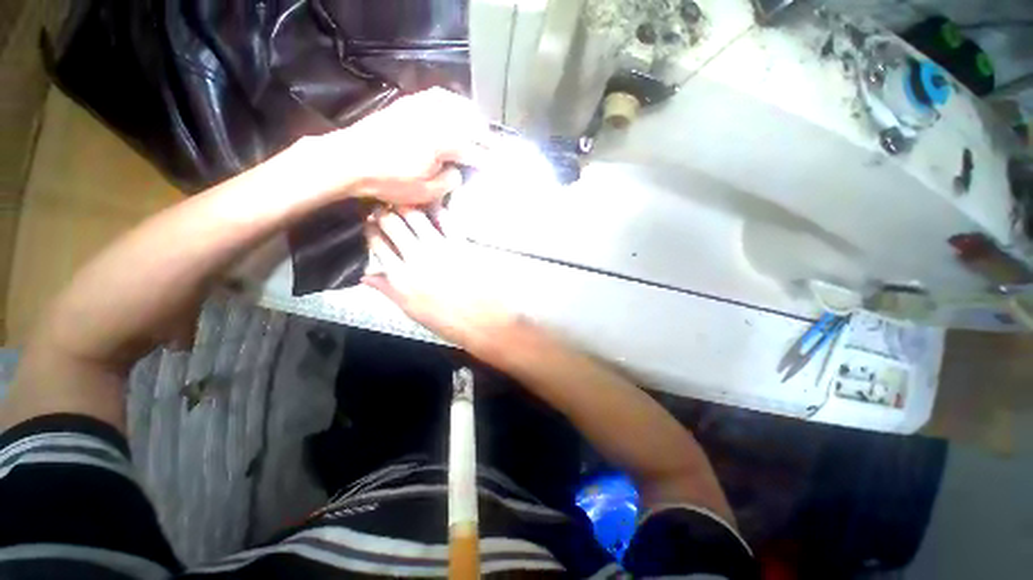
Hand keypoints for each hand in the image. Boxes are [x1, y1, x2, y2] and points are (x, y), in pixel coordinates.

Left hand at [303, 88, 489, 205]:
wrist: (350, 159)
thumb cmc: (390, 180)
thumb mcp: (426, 192)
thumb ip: (449, 181)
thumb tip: (457, 171)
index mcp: (442, 142)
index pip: (473, 149)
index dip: (487, 158)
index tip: (497, 165)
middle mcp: (435, 118)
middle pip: (469, 120)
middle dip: (483, 133)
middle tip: (491, 145)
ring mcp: (420, 107)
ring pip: (454, 103)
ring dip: (470, 114)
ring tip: (477, 125)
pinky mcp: (406, 104)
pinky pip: (436, 96)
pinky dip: (450, 102)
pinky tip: (452, 110)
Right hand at [363, 208, 516, 352]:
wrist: (484, 320)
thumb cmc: (448, 321)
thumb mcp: (412, 311)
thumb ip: (388, 290)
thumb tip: (366, 275)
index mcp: (400, 278)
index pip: (377, 244)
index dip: (371, 229)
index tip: (370, 222)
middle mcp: (415, 258)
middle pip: (392, 224)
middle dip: (384, 212)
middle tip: (383, 206)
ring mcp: (439, 248)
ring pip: (414, 216)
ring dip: (406, 206)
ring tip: (404, 201)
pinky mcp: (460, 243)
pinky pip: (444, 219)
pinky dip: (436, 209)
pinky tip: (432, 205)